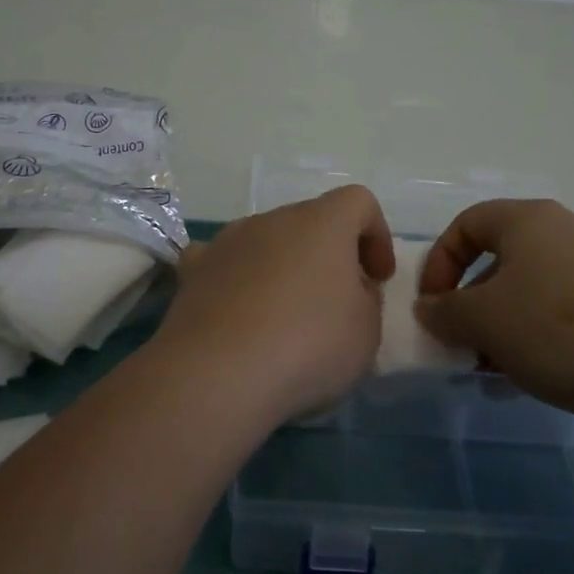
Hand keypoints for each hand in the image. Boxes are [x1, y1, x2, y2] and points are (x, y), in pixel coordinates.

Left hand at [153, 185, 393, 423]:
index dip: (376, 235)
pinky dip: (237, 280)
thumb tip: (350, 288)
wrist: (218, 371)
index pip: (359, 202)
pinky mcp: (195, 268)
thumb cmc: (308, 344)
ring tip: (285, 317)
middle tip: (337, 304)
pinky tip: (238, 315)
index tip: (378, 278)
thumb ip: (367, 299)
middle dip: (329, 255)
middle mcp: (274, 218)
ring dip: (282, 267)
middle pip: (311, 222)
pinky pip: (225, 263)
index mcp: (323, 222)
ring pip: (267, 241)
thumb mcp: (367, 331)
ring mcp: (229, 239)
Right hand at [415, 199, 573, 425]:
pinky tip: (538, 378)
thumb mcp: (481, 320)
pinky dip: (542, 336)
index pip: (466, 224)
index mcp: (527, 219)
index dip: (439, 263)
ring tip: (497, 371)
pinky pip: (567, 310)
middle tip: (464, 344)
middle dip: (473, 303)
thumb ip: (444, 311)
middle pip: (501, 259)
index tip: (432, 306)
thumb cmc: (554, 328)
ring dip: (505, 326)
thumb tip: (429, 309)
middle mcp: (566, 230)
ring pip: (534, 290)